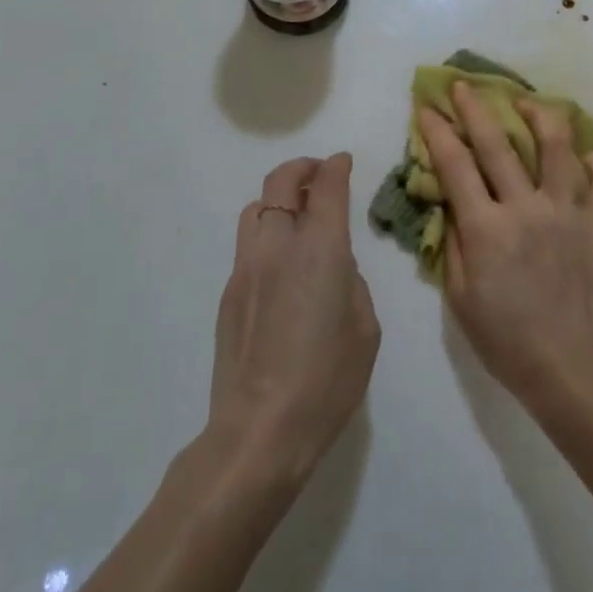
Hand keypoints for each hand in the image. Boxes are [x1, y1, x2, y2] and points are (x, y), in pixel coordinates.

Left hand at [208, 154, 379, 485]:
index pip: (327, 186)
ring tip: (296, 216)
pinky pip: (248, 244)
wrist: (260, 429)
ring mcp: (246, 267)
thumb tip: (334, 266)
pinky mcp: (228, 292)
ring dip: (278, 199)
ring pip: (256, 207)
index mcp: (321, 248)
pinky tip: (280, 267)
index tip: (343, 162)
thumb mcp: (364, 327)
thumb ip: (351, 281)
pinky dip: (266, 235)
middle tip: (319, 175)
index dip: (336, 167)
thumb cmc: (327, 379)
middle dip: (302, 169)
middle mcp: (279, 244)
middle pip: (281, 181)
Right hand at [417, 81, 592, 412]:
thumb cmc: (506, 341)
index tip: (427, 108)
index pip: (456, 166)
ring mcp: (567, 213)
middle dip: (476, 109)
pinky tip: (589, 156)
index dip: (438, 133)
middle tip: (464, 85)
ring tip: (527, 102)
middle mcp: (526, 209)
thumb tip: (452, 207)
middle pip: (498, 145)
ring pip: (556, 149)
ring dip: (540, 117)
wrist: (571, 371)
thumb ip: (453, 246)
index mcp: (486, 228)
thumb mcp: (460, 300)